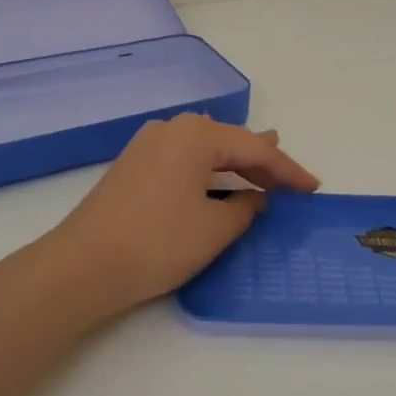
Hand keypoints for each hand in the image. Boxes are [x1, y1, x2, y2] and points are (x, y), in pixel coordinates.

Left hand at [39, 113, 319, 316]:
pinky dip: (208, 171)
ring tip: (262, 165)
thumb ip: (244, 209)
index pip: (254, 150)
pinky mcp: (133, 165)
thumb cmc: (157, 243)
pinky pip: (184, 159)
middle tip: (291, 176)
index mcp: (196, 135)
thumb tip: (253, 199)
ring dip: (233, 163)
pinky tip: (217, 180)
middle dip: (261, 161)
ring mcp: (148, 145)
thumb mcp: (214, 229)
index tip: (313, 189)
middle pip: (228, 142)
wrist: (82, 266)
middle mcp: (172, 129)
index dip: (287, 171)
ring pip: (204, 148)